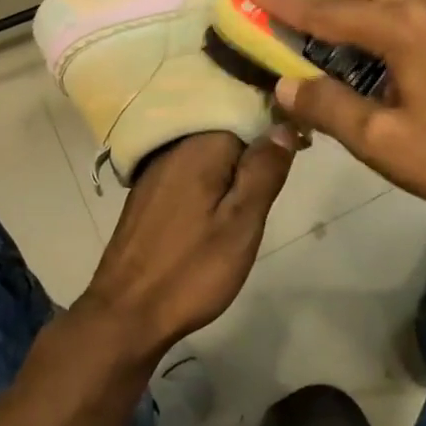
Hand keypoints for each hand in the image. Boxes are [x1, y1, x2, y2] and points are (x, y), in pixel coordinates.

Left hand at [76, 130, 296, 363]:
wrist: (126, 312)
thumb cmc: (191, 269)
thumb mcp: (242, 224)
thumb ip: (264, 171)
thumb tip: (285, 126)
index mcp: (200, 146)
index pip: (247, 113)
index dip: (275, 131)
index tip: (299, 152)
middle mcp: (174, 146)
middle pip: (225, 131)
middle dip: (251, 150)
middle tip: (271, 187)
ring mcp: (156, 168)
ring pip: (206, 152)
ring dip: (229, 167)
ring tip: (248, 199)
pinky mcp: (147, 190)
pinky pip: (187, 169)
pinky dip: (206, 180)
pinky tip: (214, 207)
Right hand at [246, 0, 425, 235]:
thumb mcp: (382, 141)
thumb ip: (327, 107)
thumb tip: (284, 84)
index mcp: (402, 29)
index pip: (327, 11)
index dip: (284, 1)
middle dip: (326, 4)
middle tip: (308, 45)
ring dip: (359, 15)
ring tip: (350, 61)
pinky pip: (417, 11)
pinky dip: (389, 24)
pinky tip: (395, 68)